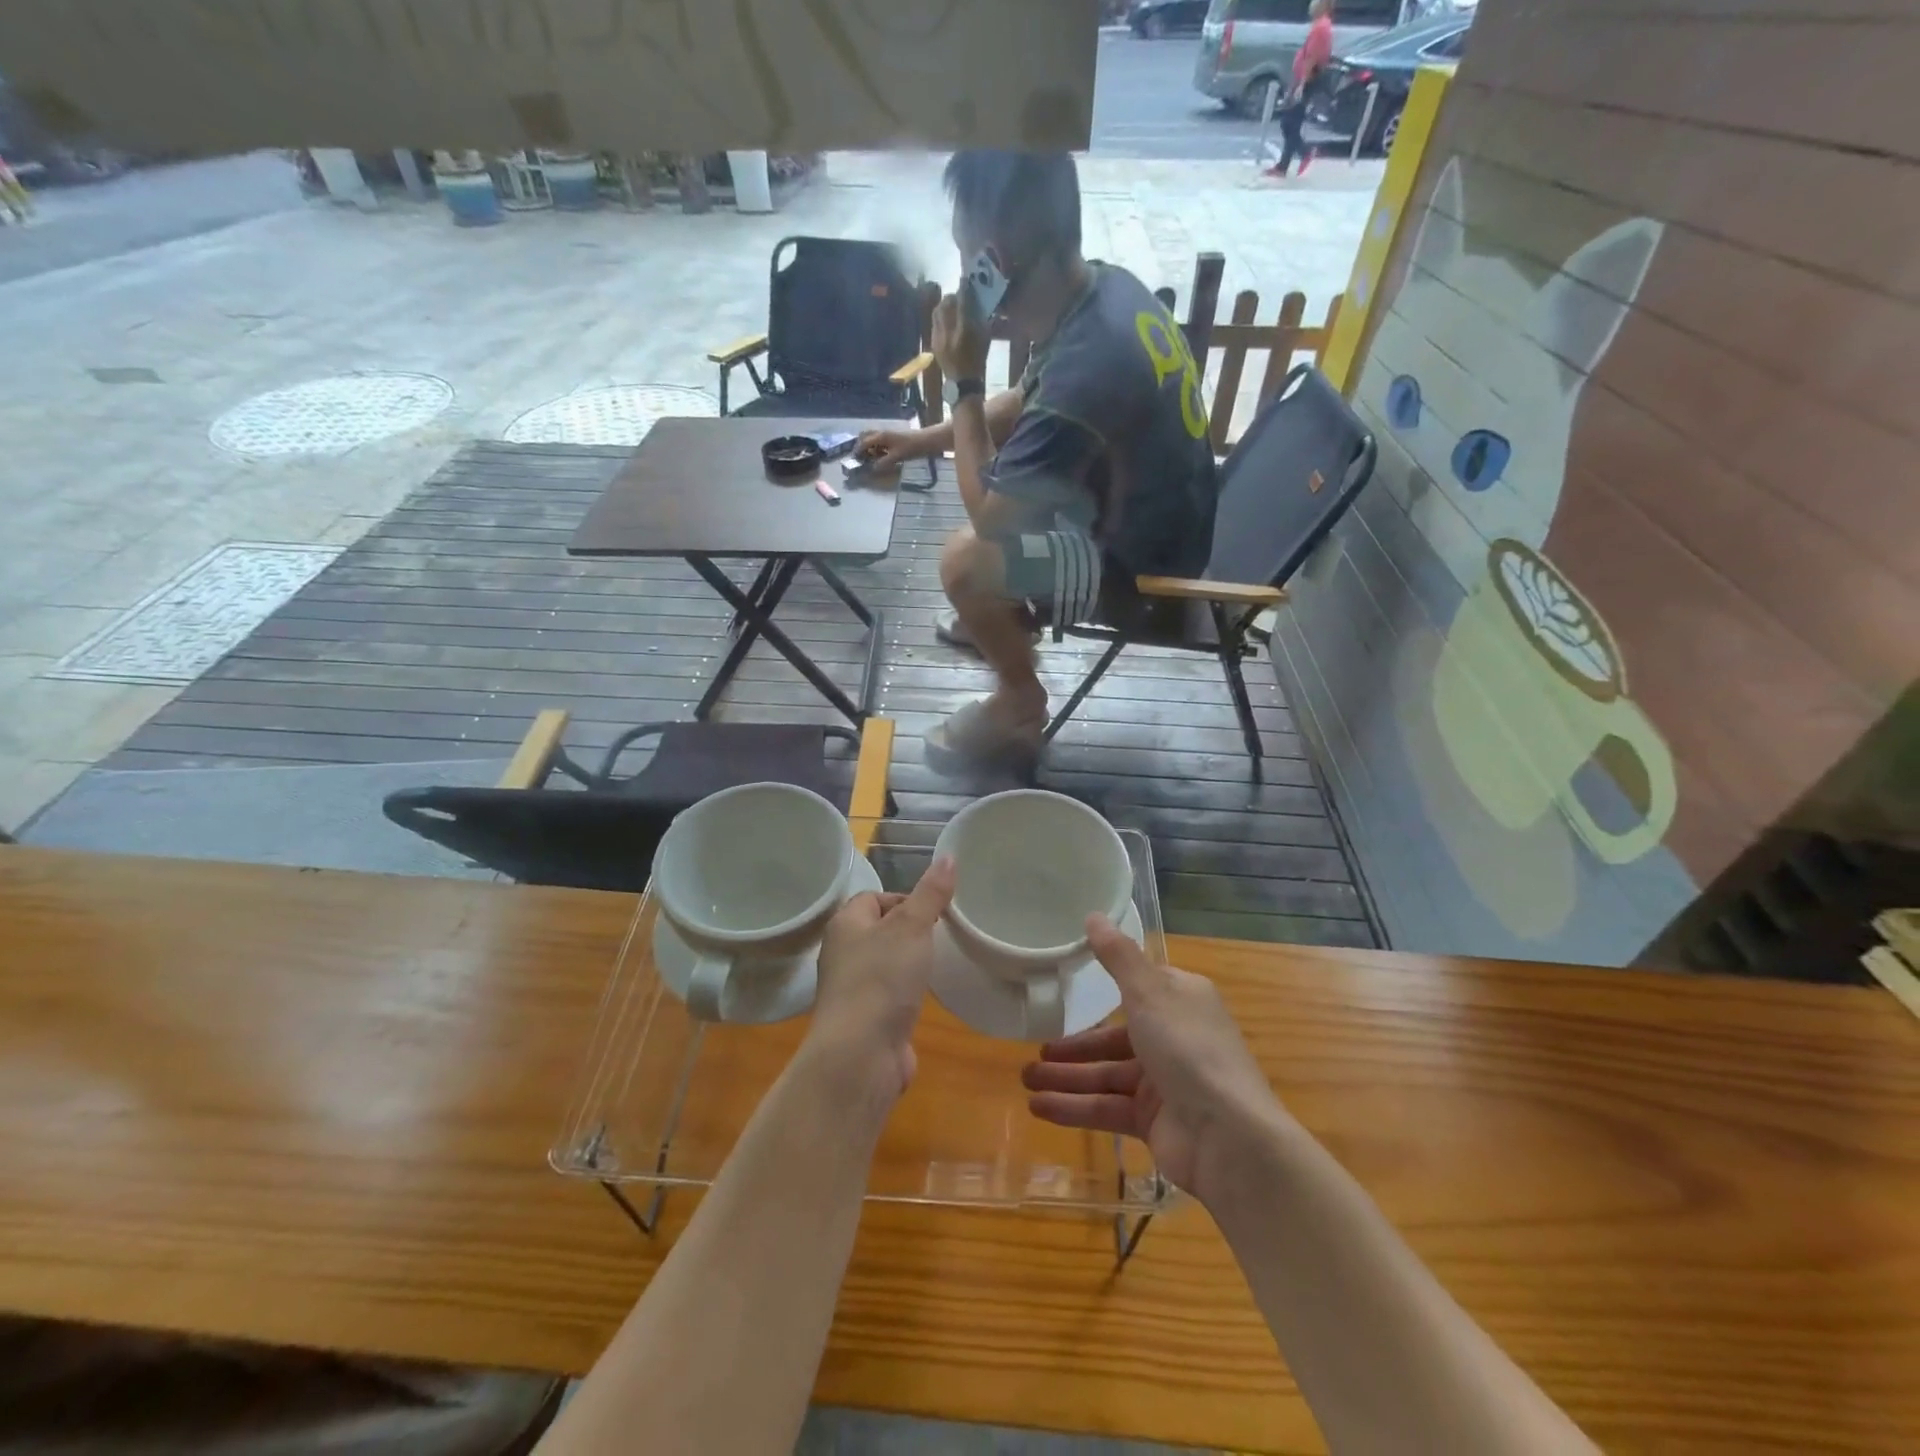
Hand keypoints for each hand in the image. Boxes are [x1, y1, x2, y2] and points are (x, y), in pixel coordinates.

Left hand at [805, 856, 956, 1101]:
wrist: (860, 1055)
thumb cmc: (882, 979)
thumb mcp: (912, 926)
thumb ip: (931, 893)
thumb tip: (949, 856)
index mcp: (845, 924)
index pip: (874, 897)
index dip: (905, 899)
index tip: (935, 911)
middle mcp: (843, 953)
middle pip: (880, 930)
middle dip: (911, 931)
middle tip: (941, 935)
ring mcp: (852, 989)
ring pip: (885, 964)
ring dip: (910, 964)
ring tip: (938, 964)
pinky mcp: (865, 1020)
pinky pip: (889, 995)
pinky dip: (907, 994)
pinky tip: (925, 998)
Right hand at [855, 427, 928, 470]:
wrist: (926, 441)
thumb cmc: (910, 448)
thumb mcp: (895, 457)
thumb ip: (882, 463)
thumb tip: (871, 469)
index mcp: (880, 436)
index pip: (863, 442)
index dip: (857, 451)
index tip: (854, 460)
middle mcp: (881, 433)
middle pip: (865, 436)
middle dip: (860, 446)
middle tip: (860, 458)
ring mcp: (887, 435)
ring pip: (872, 439)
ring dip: (869, 447)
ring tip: (869, 459)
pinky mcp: (893, 438)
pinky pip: (880, 441)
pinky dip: (876, 448)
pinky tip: (880, 457)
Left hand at [930, 292, 988, 381]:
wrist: (963, 383)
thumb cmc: (978, 359)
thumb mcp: (985, 336)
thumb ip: (979, 316)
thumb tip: (973, 299)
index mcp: (966, 330)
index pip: (963, 302)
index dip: (964, 288)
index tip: (965, 280)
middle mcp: (950, 332)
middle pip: (946, 304)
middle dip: (952, 297)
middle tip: (958, 297)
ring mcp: (939, 338)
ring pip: (937, 312)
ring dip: (944, 306)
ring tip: (951, 308)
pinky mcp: (933, 342)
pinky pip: (935, 323)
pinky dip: (940, 317)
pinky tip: (946, 321)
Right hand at [1022, 916, 1284, 1200]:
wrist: (1229, 1138)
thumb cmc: (1188, 1050)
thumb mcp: (1149, 993)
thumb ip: (1118, 956)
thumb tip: (1094, 915)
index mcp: (1181, 1001)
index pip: (1138, 989)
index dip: (1103, 990)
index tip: (1066, 986)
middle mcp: (1175, 1038)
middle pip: (1114, 1037)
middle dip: (1074, 1046)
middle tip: (1035, 1049)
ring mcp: (1165, 1083)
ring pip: (1106, 1075)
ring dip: (1066, 1077)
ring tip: (1025, 1079)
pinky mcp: (1154, 1122)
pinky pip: (1107, 1108)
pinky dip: (1074, 1107)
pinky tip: (1038, 1107)